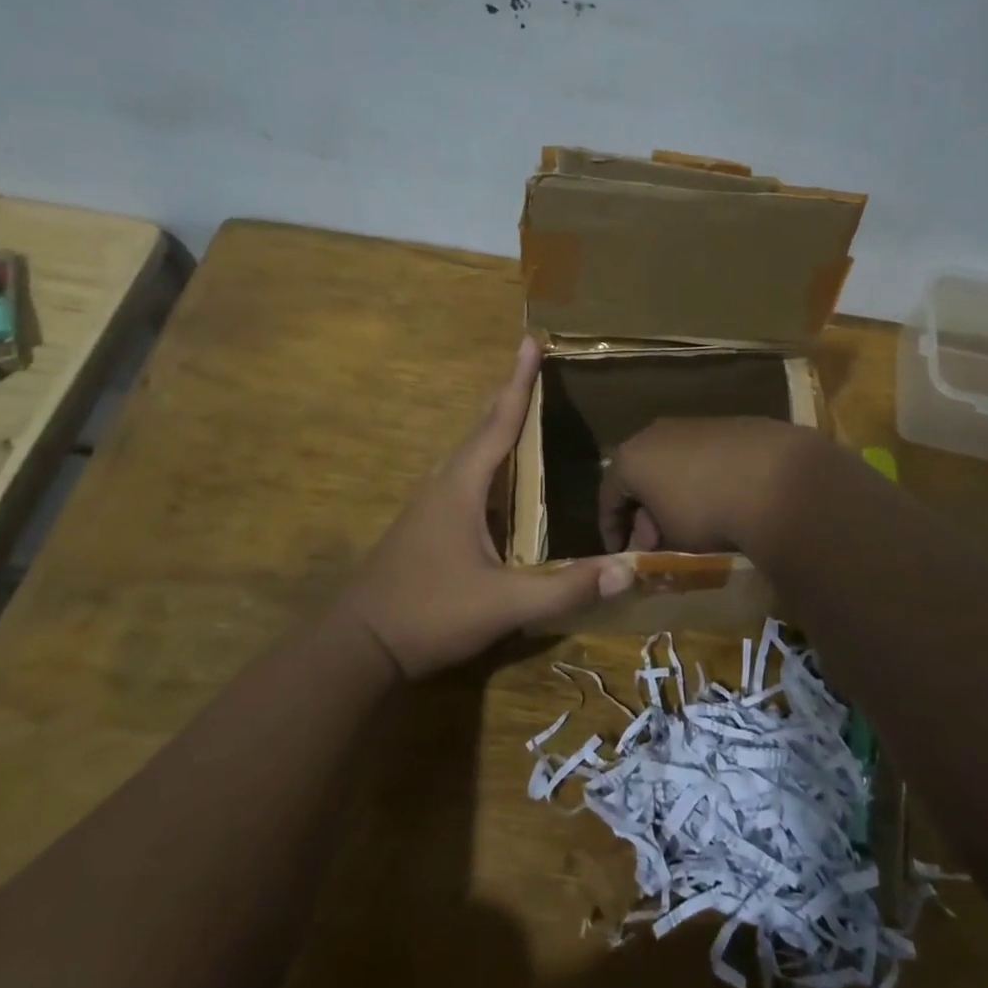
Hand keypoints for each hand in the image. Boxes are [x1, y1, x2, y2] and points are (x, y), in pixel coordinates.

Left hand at [338, 337, 633, 678]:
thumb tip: (629, 567)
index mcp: (461, 487)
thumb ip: (565, 589)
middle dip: (510, 396)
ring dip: (497, 428)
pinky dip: (490, 462)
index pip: (498, 423)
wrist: (358, 646)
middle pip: (482, 429)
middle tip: (534, 368)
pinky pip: (467, 479)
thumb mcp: (503, 605)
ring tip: (524, 412)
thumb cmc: (429, 614)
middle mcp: (444, 485)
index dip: (519, 383)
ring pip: (471, 455)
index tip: (530, 342)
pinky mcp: (428, 527)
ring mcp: (431, 507)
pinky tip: (503, 481)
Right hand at [597, 416, 816, 555]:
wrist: (775, 479)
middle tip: (657, 541)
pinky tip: (723, 500)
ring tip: (692, 523)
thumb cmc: (706, 511)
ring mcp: (696, 424)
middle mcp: (657, 432)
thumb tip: (654, 536)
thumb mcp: (671, 538)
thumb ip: (654, 536)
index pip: (608, 494)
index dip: (611, 528)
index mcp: (631, 456)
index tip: (621, 553)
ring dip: (676, 492)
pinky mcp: (732, 424)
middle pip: (641, 474)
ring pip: (674, 462)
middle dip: (645, 510)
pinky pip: (707, 456)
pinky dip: (706, 478)